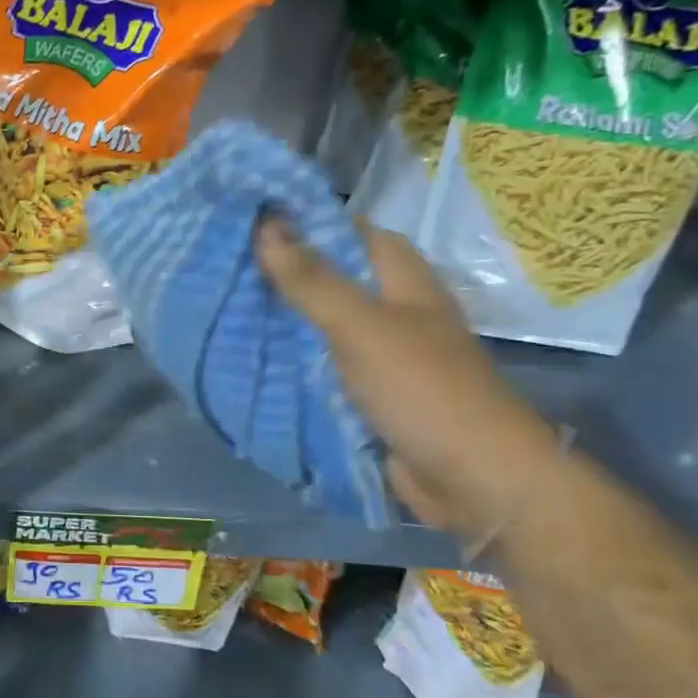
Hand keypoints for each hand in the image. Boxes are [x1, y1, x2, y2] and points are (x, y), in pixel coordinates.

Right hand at [255, 216, 559, 537]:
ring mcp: (382, 353)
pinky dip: (292, 359)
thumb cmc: (422, 388)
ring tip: (224, 303)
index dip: (305, 220)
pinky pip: (323, 364)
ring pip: (323, 323)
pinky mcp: (370, 391)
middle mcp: (393, 309)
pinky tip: (251, 355)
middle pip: (332, 277)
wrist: (473, 480)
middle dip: (283, 272)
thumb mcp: (361, 326)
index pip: (350, 231)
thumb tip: (266, 223)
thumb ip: (312, 279)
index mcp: (402, 279)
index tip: (248, 218)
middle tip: (224, 264)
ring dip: (283, 317)